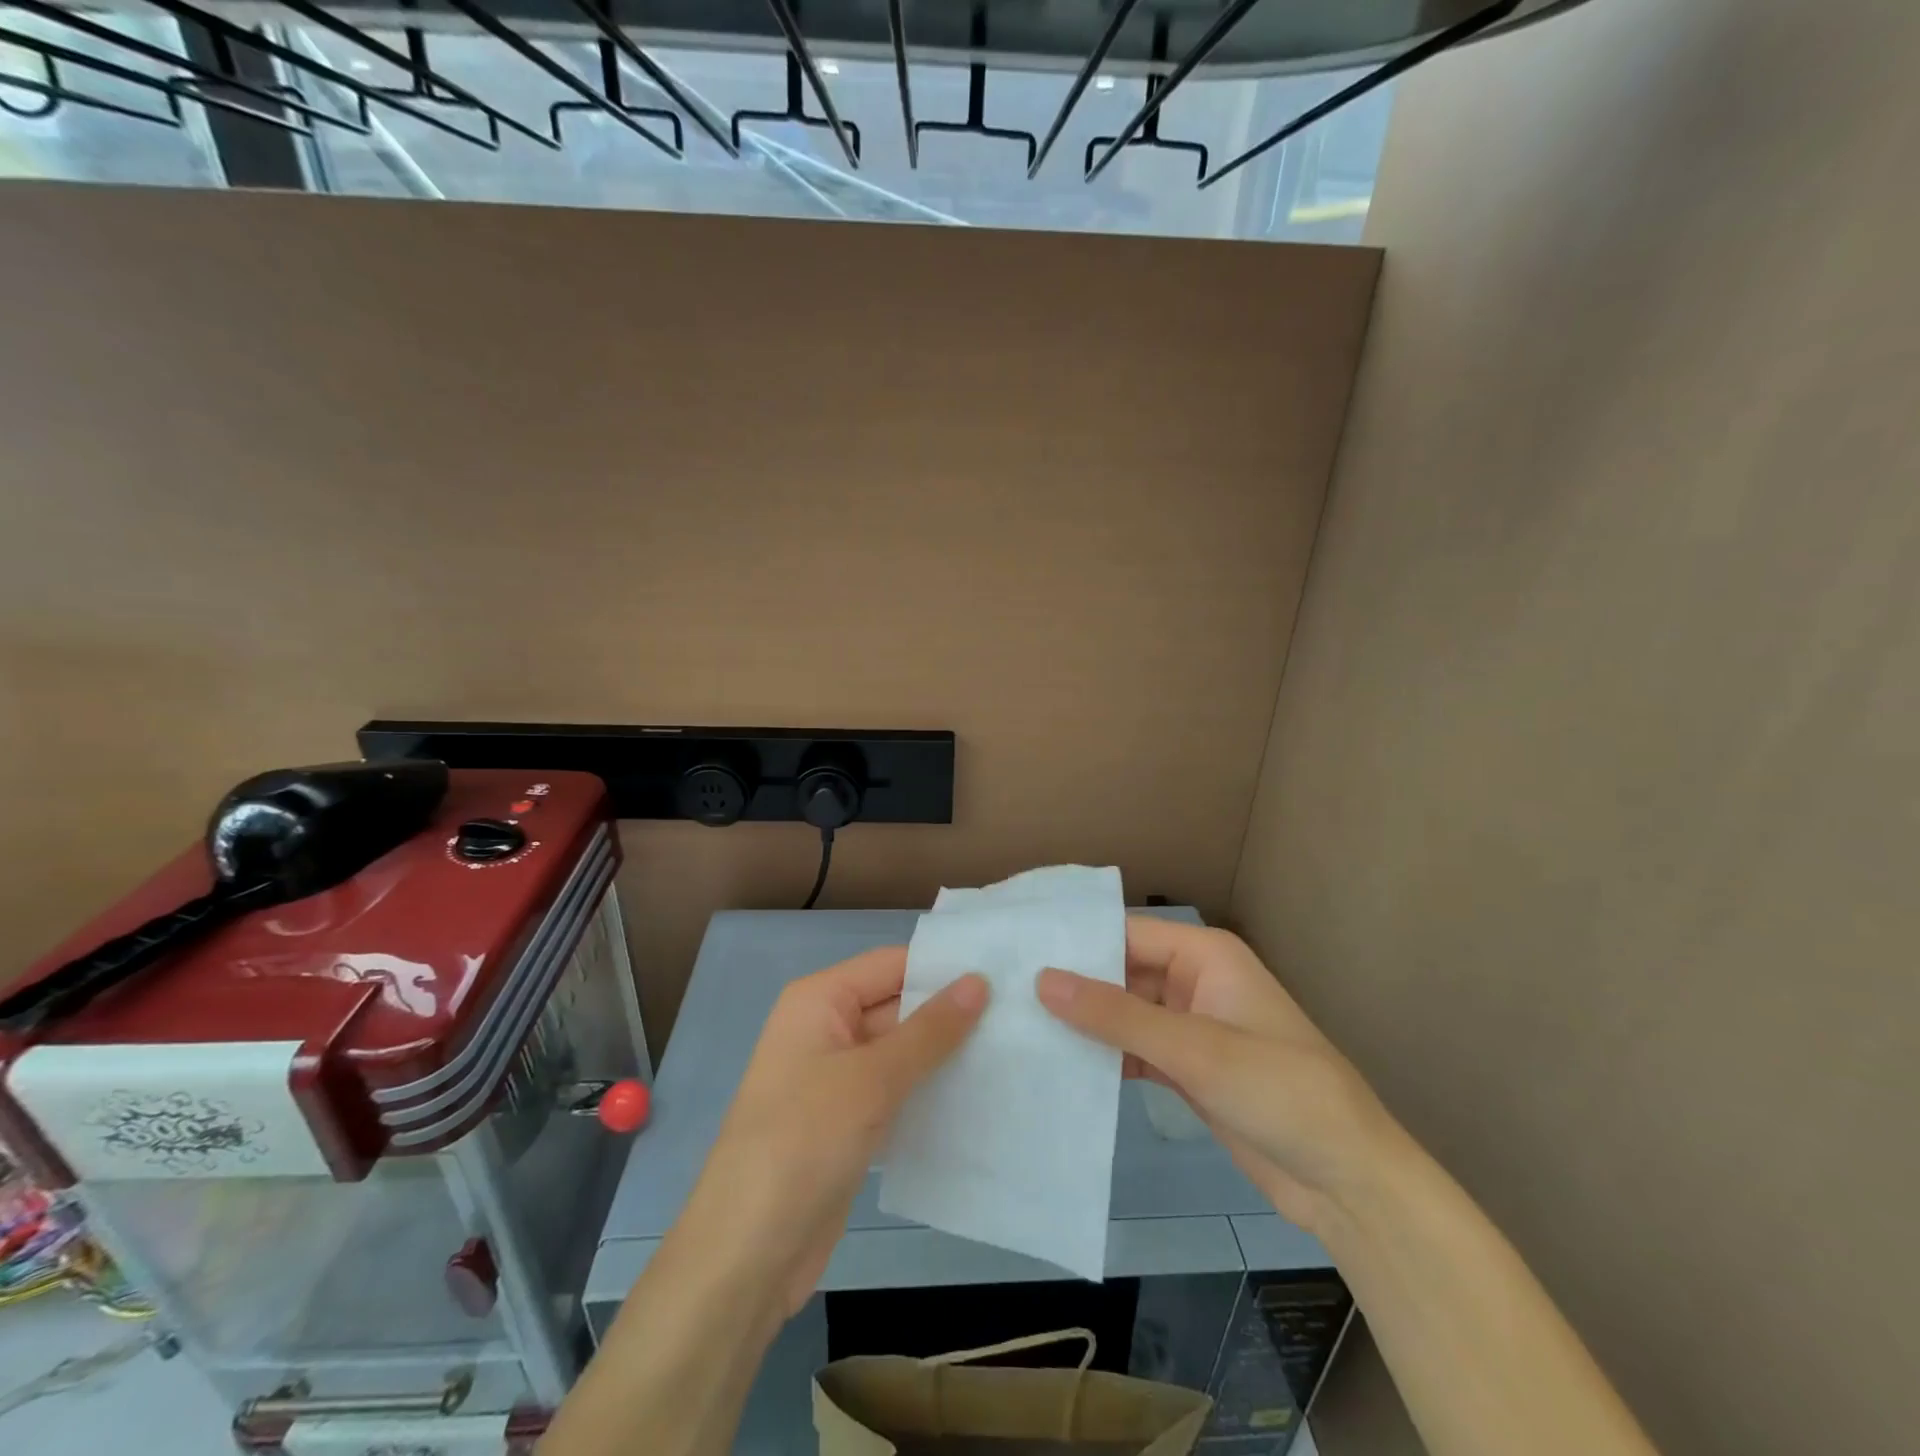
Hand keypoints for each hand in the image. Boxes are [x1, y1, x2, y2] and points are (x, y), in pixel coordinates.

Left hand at [679, 948, 987, 1314]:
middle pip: (898, 1005)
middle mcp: (826, 1029)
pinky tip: (980, 1096)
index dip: (943, 967)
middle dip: (951, 1013)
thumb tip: (979, 980)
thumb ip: (929, 1030)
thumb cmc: (803, 1142)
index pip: (892, 965)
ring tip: (1013, 1050)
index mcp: (819, 1001)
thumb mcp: (872, 1078)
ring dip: (945, 1055)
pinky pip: (896, 1091)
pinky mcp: (848, 1122)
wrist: (747, 1253)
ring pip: (901, 1051)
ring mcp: (836, 1079)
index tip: (1005, 972)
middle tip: (1021, 1013)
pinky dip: (930, 1091)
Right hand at [1036, 918, 1397, 1232]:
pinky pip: (1133, 1051)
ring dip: (1083, 1024)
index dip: (1074, 940)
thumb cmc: (1280, 1091)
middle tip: (1003, 992)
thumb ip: (1116, 1015)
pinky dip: (1103, 1058)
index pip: (1125, 933)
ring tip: (1016, 1027)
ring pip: (1123, 1014)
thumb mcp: (1195, 1048)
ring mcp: (1189, 1028)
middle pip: (1120, 973)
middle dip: (1072, 985)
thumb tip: (1042, 980)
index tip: (1015, 950)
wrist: (1347, 1182)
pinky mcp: (1186, 1070)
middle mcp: (1193, 982)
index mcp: (1204, 955)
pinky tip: (1057, 1067)